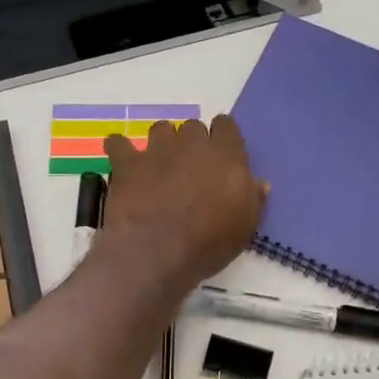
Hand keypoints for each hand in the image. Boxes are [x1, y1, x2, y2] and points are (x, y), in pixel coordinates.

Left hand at [100, 115, 266, 294]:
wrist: (158, 252)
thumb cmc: (209, 243)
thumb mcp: (245, 227)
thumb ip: (253, 199)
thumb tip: (260, 183)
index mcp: (226, 154)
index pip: (227, 126)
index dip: (223, 137)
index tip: (221, 155)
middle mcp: (192, 143)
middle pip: (193, 127)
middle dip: (192, 142)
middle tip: (190, 168)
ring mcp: (157, 150)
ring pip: (160, 129)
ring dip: (161, 143)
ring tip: (159, 165)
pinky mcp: (127, 163)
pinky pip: (118, 143)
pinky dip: (120, 149)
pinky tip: (122, 160)